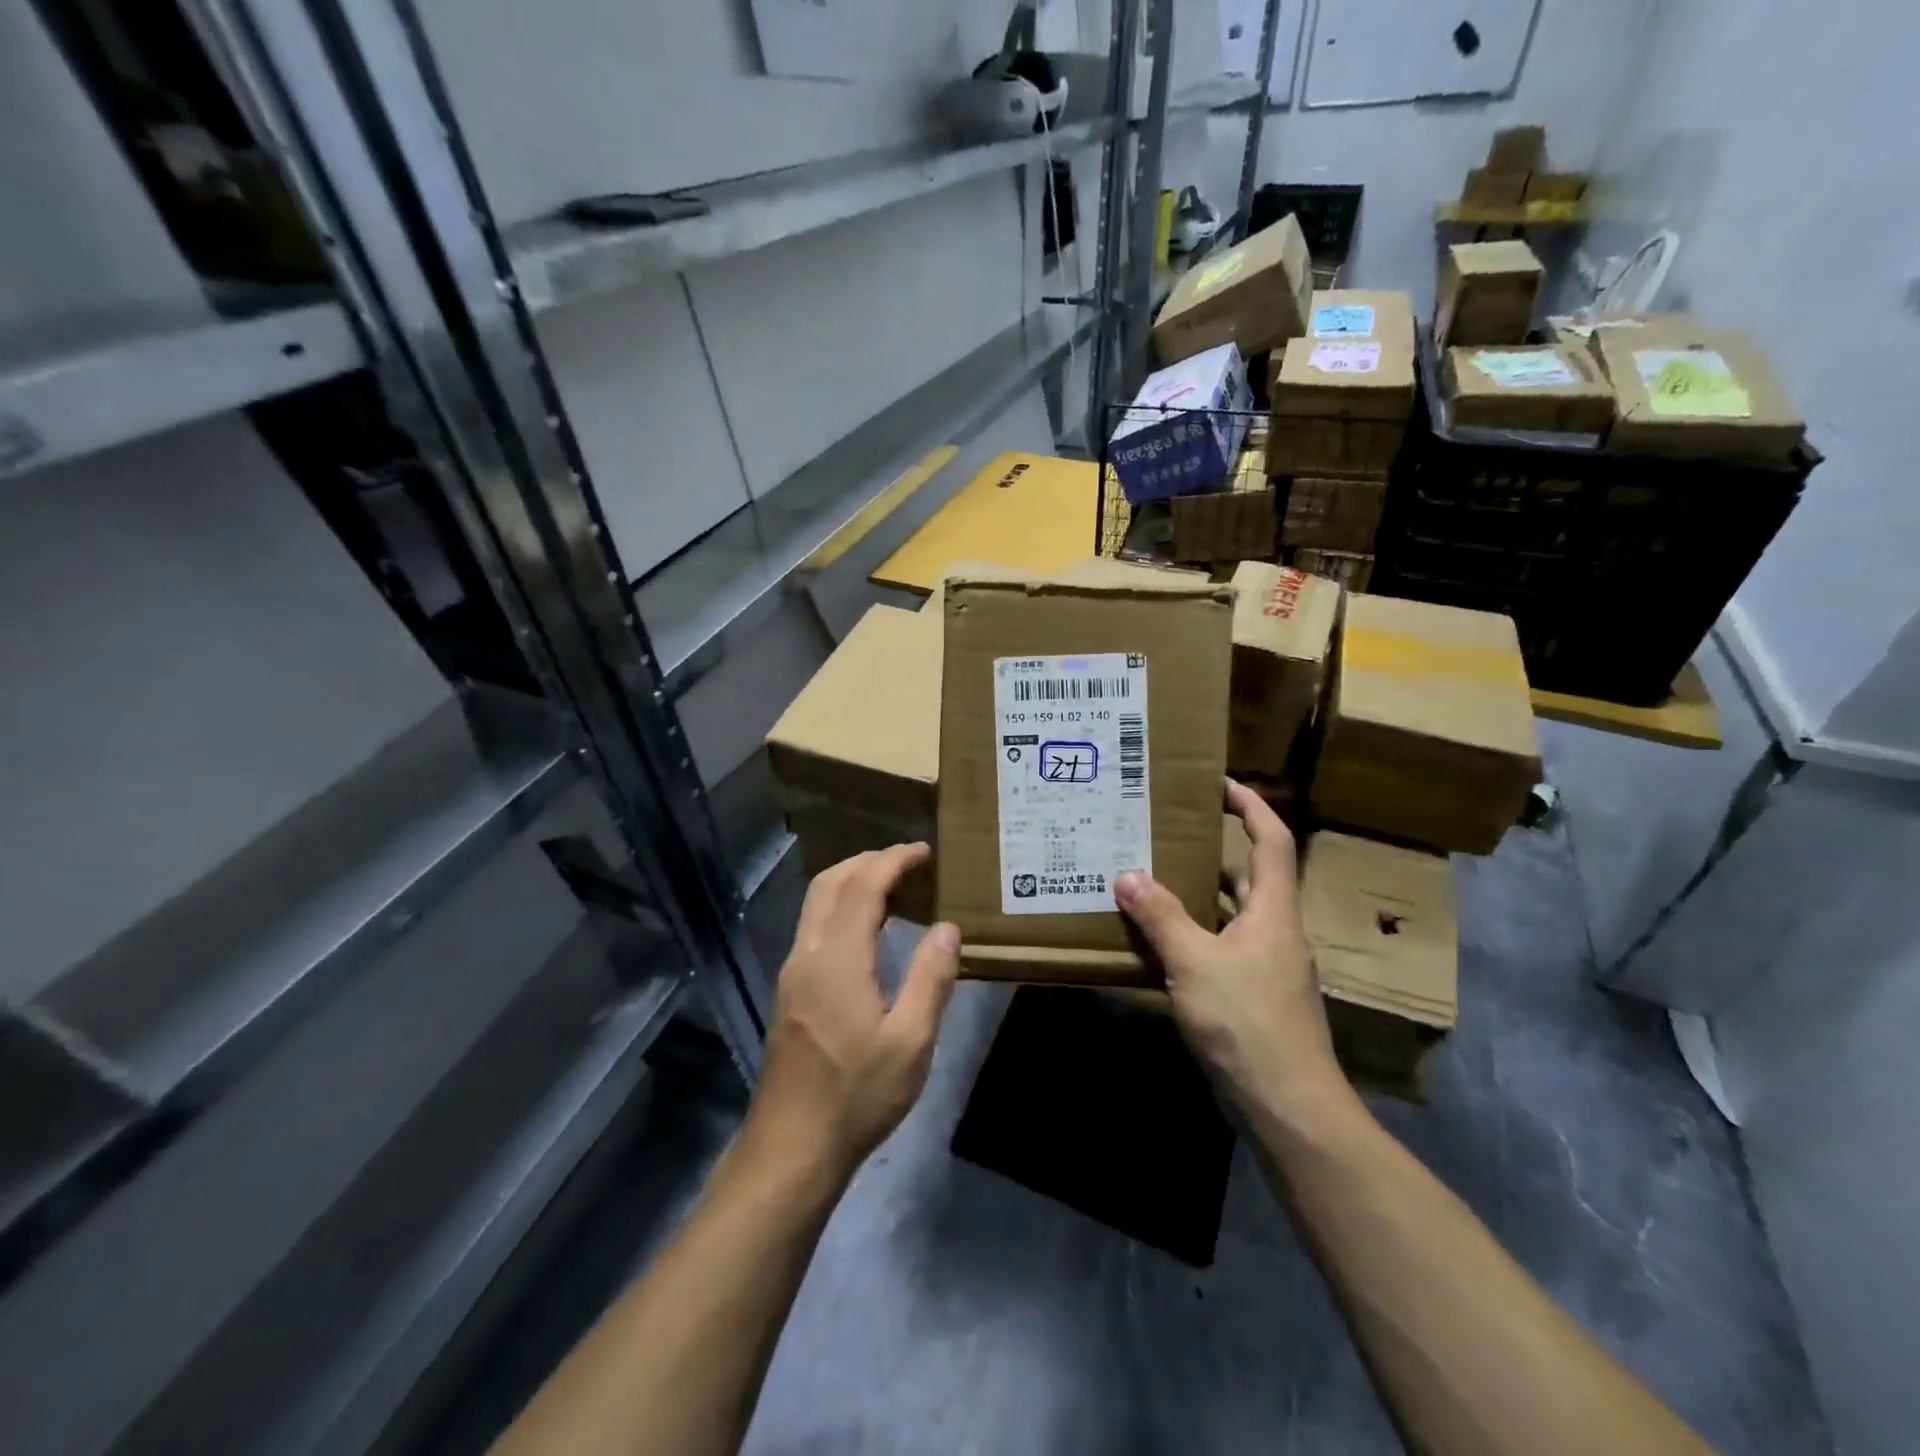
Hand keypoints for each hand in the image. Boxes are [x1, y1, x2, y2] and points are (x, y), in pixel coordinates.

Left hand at [747, 844, 960, 1179]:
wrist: (791, 1147)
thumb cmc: (856, 1096)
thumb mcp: (910, 1042)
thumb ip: (930, 979)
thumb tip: (948, 928)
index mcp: (837, 960)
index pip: (863, 886)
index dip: (893, 861)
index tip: (924, 851)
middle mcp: (808, 954)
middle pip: (830, 883)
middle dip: (868, 861)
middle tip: (908, 862)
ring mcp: (793, 973)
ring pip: (816, 904)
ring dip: (851, 882)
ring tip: (893, 886)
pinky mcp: (790, 991)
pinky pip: (814, 927)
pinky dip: (841, 907)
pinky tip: (867, 930)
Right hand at [1116, 781, 1342, 1118]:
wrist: (1288, 1106)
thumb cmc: (1247, 1022)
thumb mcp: (1194, 963)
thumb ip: (1160, 916)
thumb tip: (1127, 875)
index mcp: (1274, 911)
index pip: (1271, 841)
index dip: (1251, 806)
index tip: (1219, 783)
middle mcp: (1277, 931)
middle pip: (1250, 875)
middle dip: (1214, 849)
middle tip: (1166, 832)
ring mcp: (1268, 966)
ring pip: (1233, 914)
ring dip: (1199, 894)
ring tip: (1153, 877)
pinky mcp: (1255, 996)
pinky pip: (1223, 947)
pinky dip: (1195, 934)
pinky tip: (1160, 940)